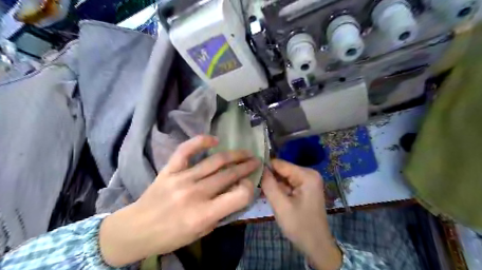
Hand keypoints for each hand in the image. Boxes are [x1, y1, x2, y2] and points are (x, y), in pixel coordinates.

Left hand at [96, 136, 257, 266]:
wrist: (136, 229)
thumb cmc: (171, 236)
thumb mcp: (201, 233)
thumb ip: (221, 213)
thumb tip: (236, 193)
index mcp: (204, 214)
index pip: (238, 196)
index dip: (249, 188)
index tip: (250, 184)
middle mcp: (195, 193)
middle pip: (229, 175)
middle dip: (247, 167)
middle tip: (256, 161)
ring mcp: (182, 178)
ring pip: (215, 161)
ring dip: (235, 155)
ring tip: (246, 152)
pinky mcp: (170, 169)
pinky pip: (186, 150)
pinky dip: (201, 141)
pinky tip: (215, 140)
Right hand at [263, 158, 341, 269]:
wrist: (316, 246)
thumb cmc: (299, 226)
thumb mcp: (281, 205)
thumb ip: (269, 185)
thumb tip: (260, 168)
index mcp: (306, 175)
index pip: (280, 164)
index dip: (265, 168)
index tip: (251, 175)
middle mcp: (308, 174)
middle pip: (282, 170)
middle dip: (269, 177)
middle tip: (254, 185)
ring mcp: (307, 181)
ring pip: (283, 177)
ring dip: (272, 184)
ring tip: (259, 191)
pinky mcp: (305, 188)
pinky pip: (287, 184)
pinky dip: (278, 189)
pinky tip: (268, 195)